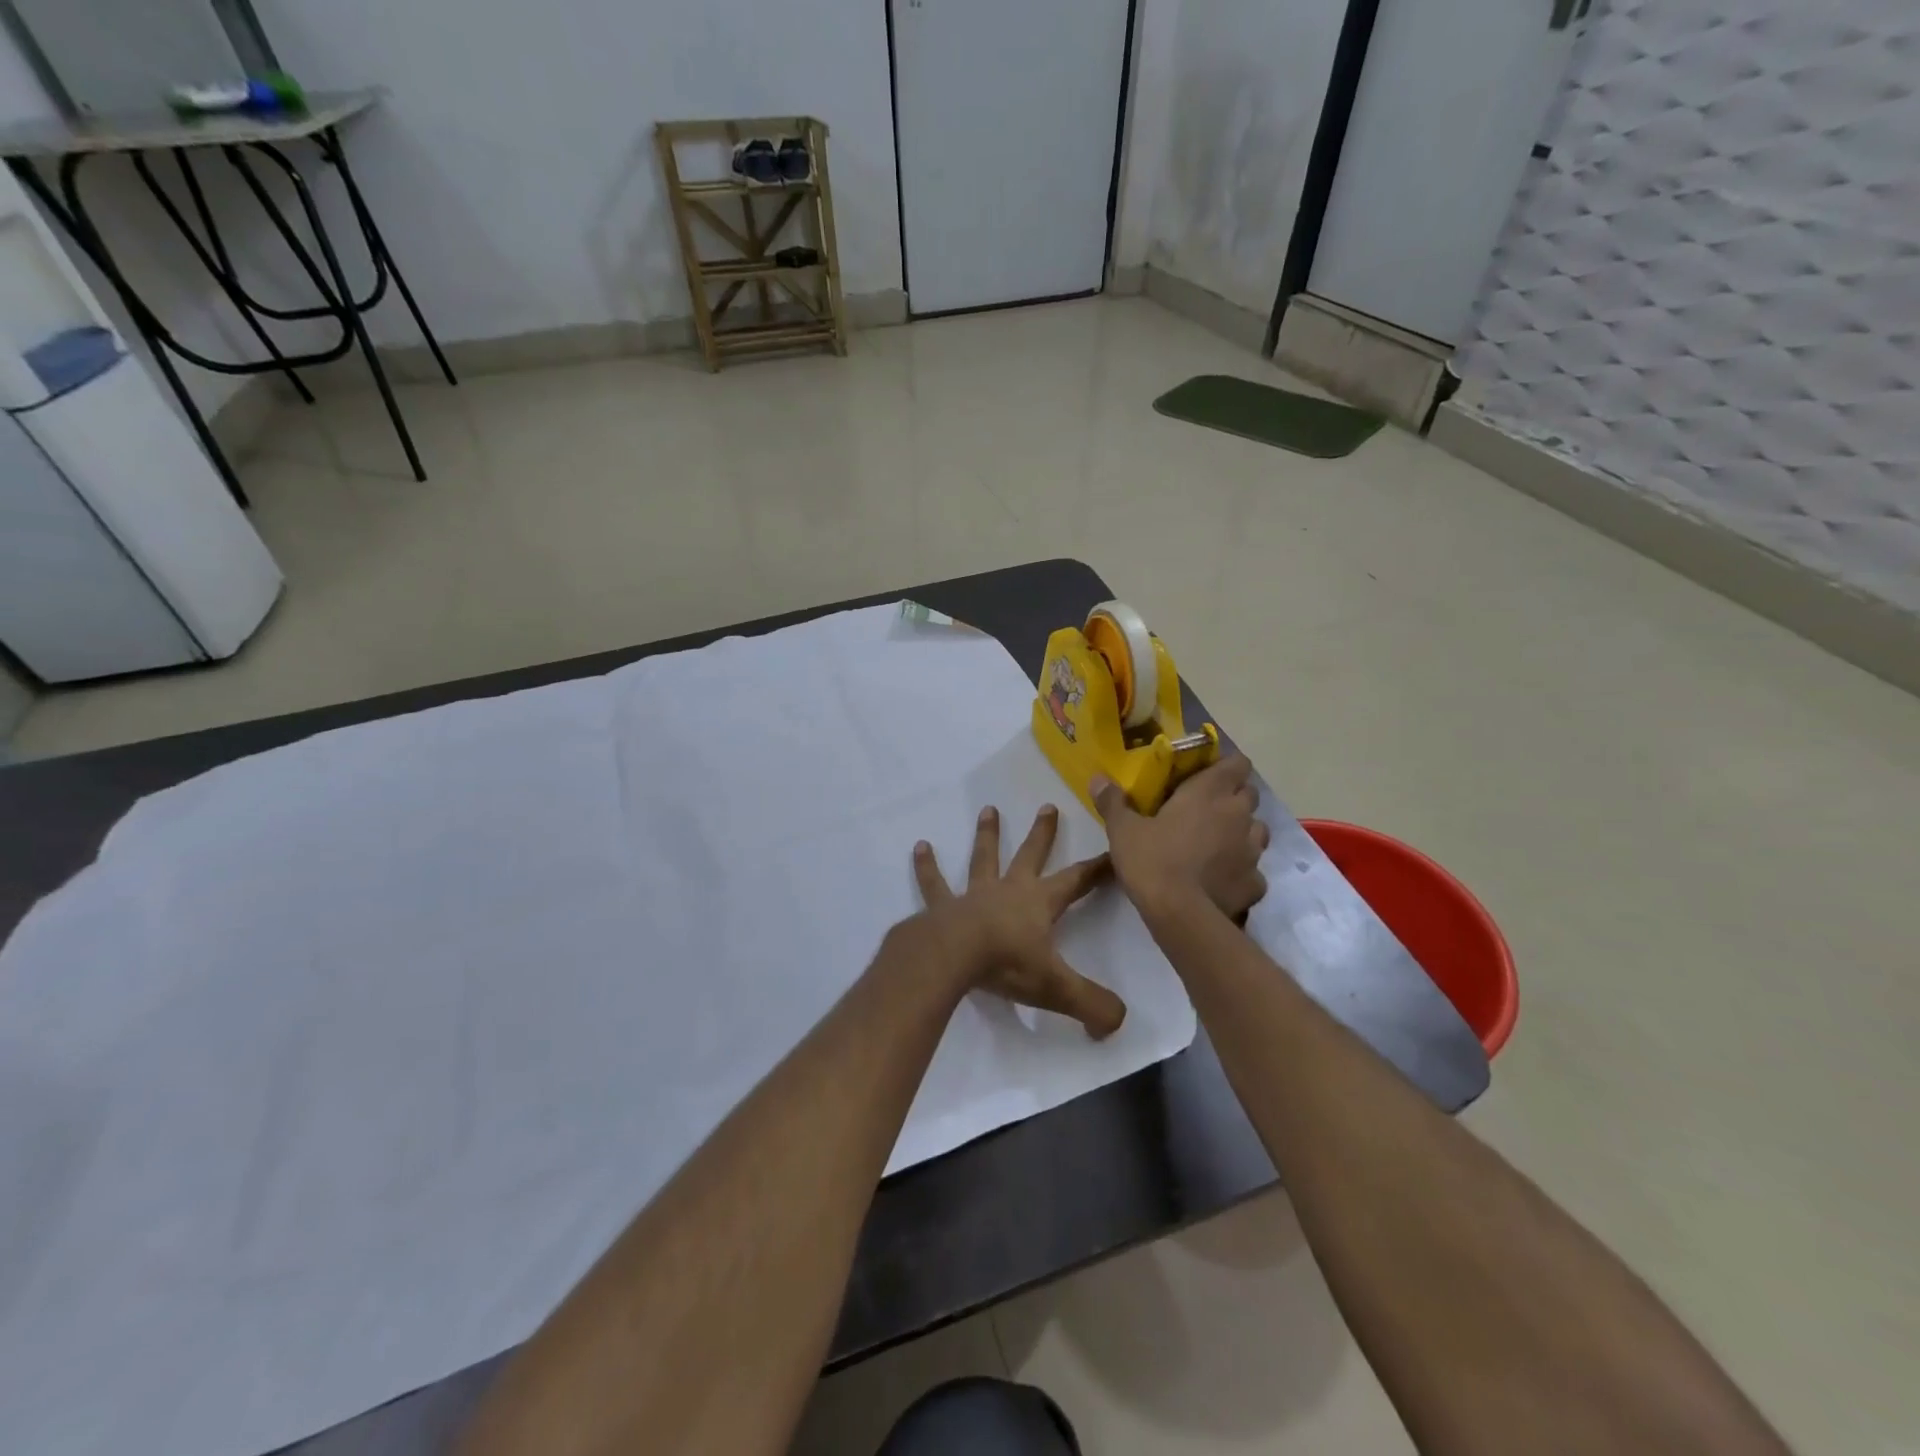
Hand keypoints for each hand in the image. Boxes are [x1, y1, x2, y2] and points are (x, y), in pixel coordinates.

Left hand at [913, 805, 1126, 1038]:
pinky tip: (919, 847)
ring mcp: (974, 894)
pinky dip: (927, 866)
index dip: (1097, 869)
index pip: (1077, 881)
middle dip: (1042, 833)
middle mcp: (1009, 889)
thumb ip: (1092, 1004)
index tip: (1113, 850)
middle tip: (1048, 806)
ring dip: (987, 835)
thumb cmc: (1006, 965)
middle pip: (1030, 855)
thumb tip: (1117, 1021)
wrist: (952, 957)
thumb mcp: (1057, 988)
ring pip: (983, 858)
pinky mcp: (943, 906)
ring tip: (988, 810)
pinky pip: (934, 884)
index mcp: (1040, 903)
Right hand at [1092, 755, 1269, 921]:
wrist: (1180, 914)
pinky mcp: (1256, 883)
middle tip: (1207, 809)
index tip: (1208, 775)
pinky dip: (1241, 871)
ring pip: (1257, 831)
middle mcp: (1238, 815)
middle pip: (1250, 794)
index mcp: (1209, 793)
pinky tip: (1222, 880)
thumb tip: (1098, 778)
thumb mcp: (1123, 829)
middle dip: (1234, 798)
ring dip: (1242, 832)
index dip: (1227, 766)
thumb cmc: (1152, 860)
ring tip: (1217, 844)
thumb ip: (1113, 802)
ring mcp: (1252, 851)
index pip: (1237, 763)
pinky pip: (1254, 871)